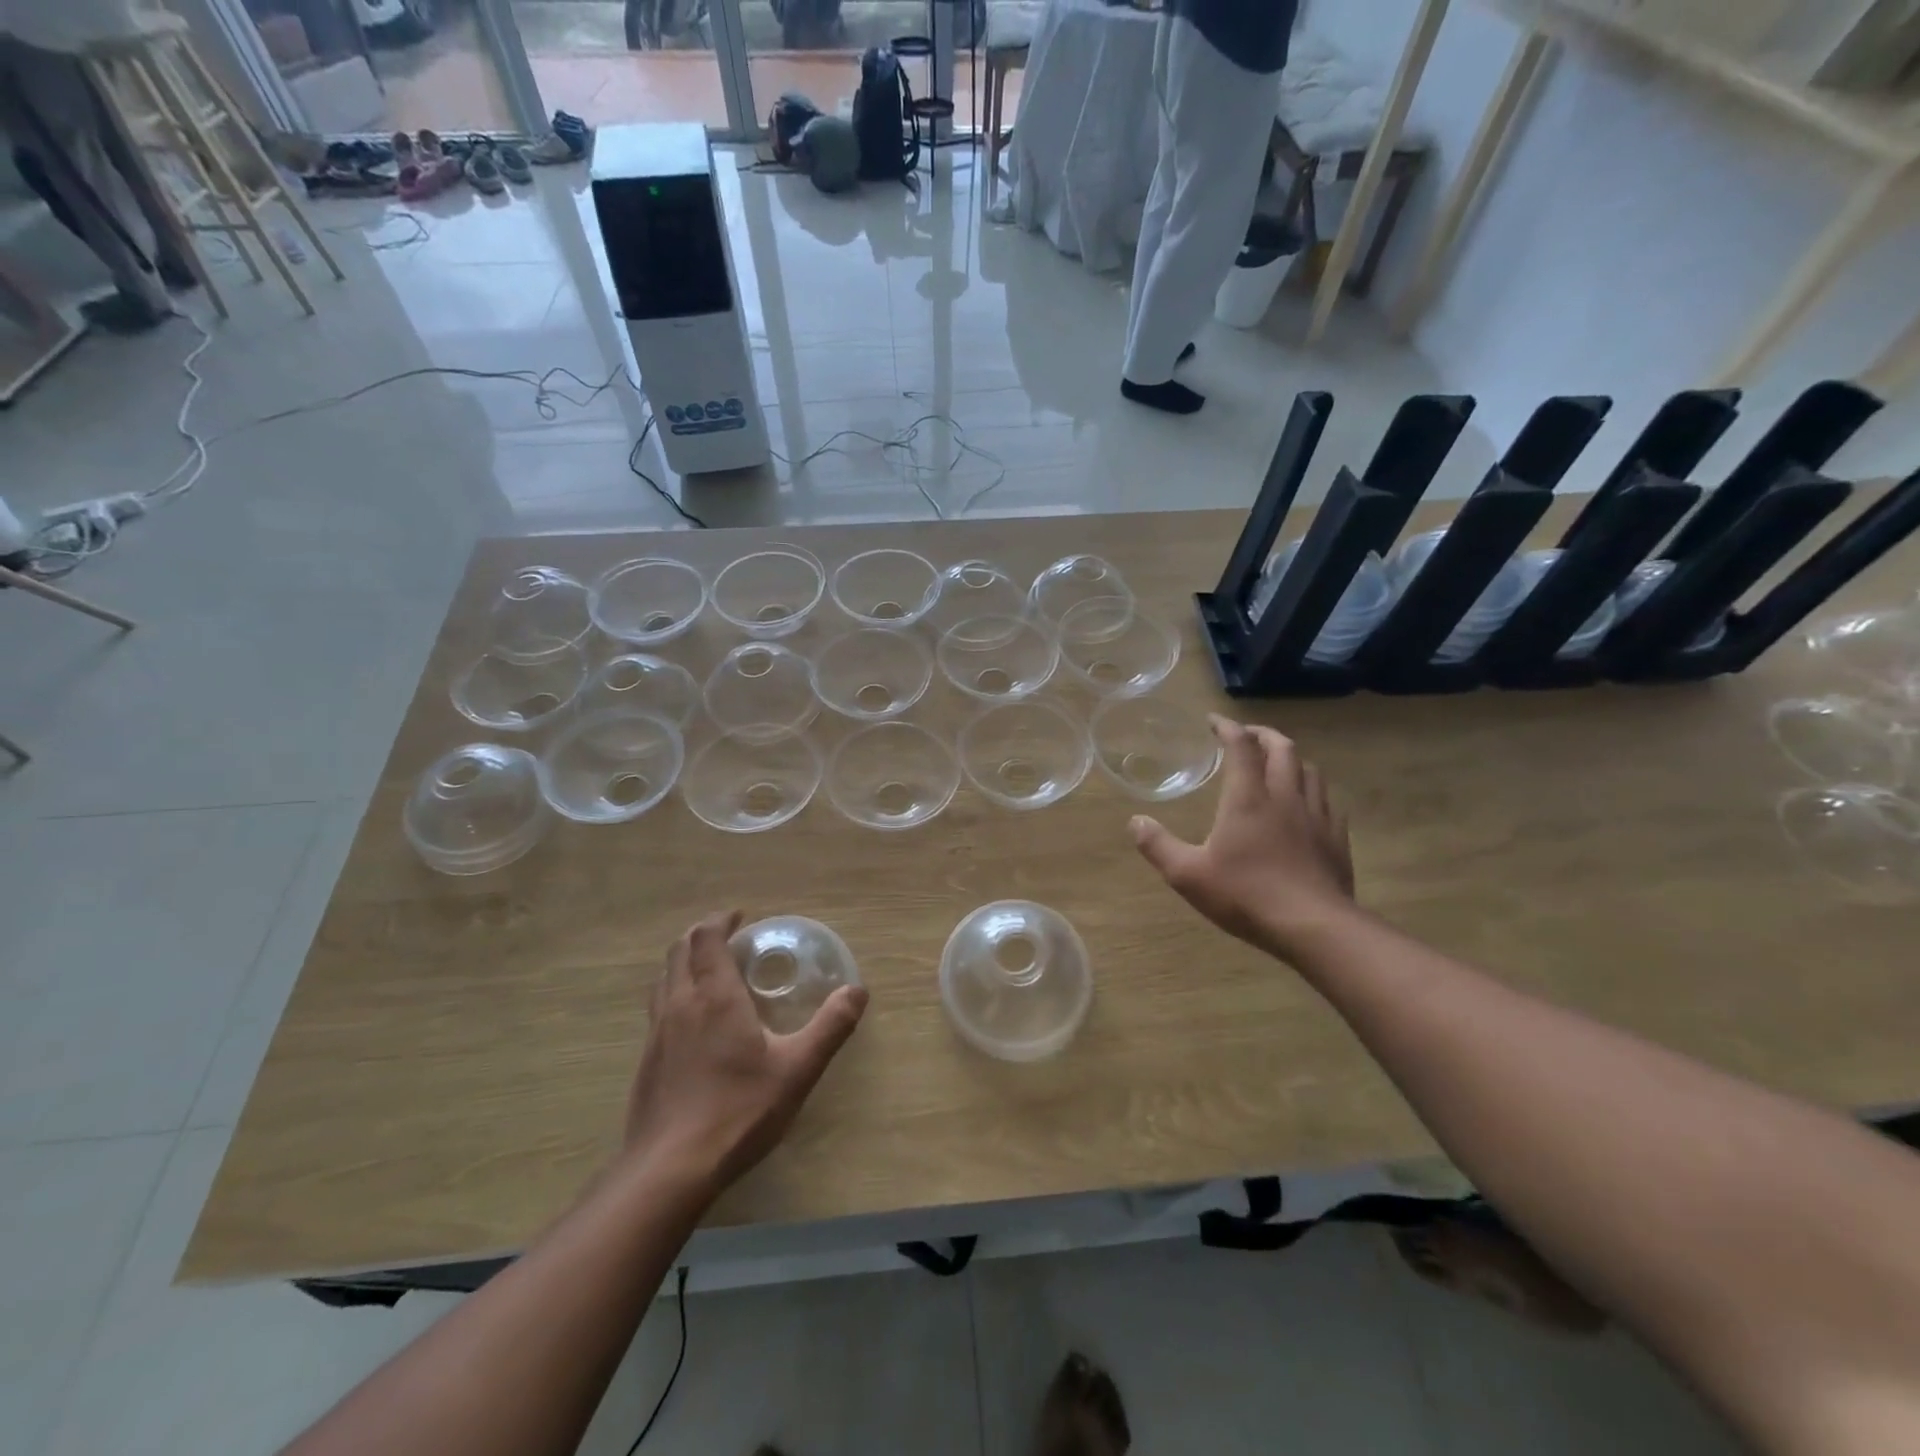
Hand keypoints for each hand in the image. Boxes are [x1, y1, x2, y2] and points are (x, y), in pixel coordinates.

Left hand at [624, 911, 867, 1196]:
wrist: (670, 1170)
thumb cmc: (739, 1111)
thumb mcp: (798, 1068)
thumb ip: (831, 1026)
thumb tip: (857, 990)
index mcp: (715, 996)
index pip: (707, 938)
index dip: (721, 920)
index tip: (741, 917)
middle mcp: (680, 1004)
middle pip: (679, 950)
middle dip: (702, 935)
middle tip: (730, 938)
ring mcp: (656, 1032)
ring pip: (664, 977)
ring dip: (684, 962)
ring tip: (710, 972)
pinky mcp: (646, 1060)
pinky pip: (657, 1007)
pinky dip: (675, 992)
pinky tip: (694, 1022)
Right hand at [1131, 715, 1354, 960]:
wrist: (1313, 927)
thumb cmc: (1245, 895)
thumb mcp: (1187, 874)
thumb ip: (1158, 845)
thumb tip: (1135, 822)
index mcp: (1248, 798)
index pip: (1241, 747)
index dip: (1227, 728)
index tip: (1214, 721)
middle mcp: (1284, 796)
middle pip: (1282, 748)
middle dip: (1263, 734)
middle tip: (1247, 735)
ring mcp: (1316, 816)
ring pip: (1310, 770)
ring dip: (1291, 758)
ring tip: (1278, 763)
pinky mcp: (1335, 837)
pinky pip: (1327, 800)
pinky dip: (1312, 789)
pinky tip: (1305, 804)